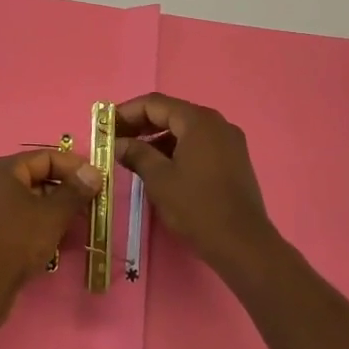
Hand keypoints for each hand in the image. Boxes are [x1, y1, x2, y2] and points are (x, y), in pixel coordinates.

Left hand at [0, 149, 102, 322]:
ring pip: (26, 201)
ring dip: (53, 210)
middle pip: (35, 178)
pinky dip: (37, 224)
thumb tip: (94, 173)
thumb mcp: (53, 214)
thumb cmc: (17, 239)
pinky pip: (16, 219)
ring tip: (76, 224)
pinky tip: (54, 239)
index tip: (97, 181)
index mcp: (2, 169)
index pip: (45, 157)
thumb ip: (75, 191)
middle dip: (65, 190)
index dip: (74, 167)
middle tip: (90, 204)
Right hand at [116, 94, 280, 276]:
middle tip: (115, 140)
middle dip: (141, 124)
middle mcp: (216, 123)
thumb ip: (136, 154)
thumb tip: (118, 143)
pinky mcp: (234, 160)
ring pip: (185, 130)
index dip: (126, 112)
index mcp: (198, 121)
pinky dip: (176, 149)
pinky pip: (199, 144)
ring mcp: (229, 141)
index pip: (154, 103)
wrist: (243, 245)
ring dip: (158, 138)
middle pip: (171, 113)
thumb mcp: (159, 179)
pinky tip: (160, 166)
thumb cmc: (197, 207)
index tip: (105, 126)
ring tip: (133, 155)